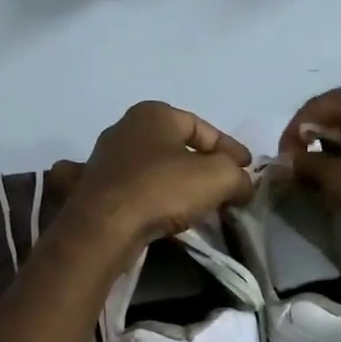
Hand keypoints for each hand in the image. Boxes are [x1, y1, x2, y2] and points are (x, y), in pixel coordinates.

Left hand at [52, 101, 253, 254]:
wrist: (104, 227)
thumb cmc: (163, 189)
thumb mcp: (218, 177)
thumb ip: (238, 176)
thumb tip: (243, 184)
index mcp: (153, 114)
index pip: (202, 127)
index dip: (230, 148)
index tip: (247, 169)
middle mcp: (124, 128)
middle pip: (176, 147)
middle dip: (203, 166)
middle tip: (225, 187)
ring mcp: (104, 159)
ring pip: (153, 169)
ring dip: (176, 184)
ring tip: (198, 205)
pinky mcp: (93, 189)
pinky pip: (133, 190)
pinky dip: (150, 198)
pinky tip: (162, 213)